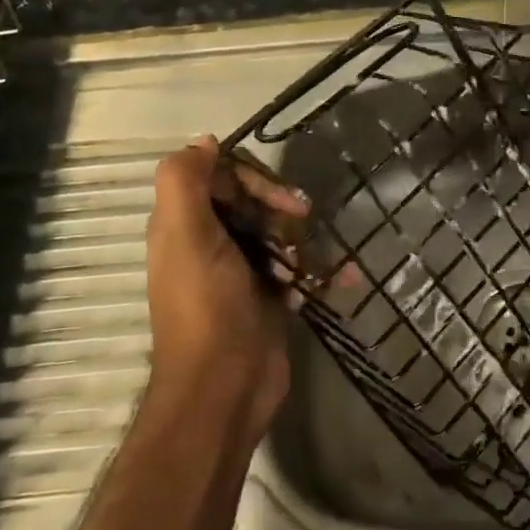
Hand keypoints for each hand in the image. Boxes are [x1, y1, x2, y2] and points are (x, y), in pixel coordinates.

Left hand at [145, 136, 306, 444]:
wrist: (226, 387)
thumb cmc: (207, 306)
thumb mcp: (185, 235)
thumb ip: (184, 181)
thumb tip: (204, 142)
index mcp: (184, 226)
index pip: (219, 177)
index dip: (250, 178)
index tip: (279, 197)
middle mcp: (209, 245)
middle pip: (250, 203)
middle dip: (279, 206)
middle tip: (303, 218)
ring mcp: (241, 274)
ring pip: (277, 236)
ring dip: (303, 240)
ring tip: (317, 259)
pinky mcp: (268, 300)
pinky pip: (297, 271)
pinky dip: (320, 271)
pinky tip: (345, 276)